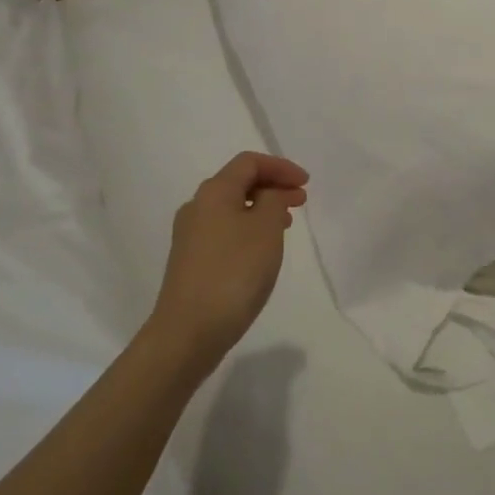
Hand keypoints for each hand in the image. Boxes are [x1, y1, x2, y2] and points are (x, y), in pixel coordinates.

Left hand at [150, 152, 308, 376]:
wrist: (188, 332)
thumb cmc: (233, 272)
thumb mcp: (266, 229)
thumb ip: (274, 200)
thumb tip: (268, 194)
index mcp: (214, 192)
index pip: (249, 162)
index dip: (280, 167)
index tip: (306, 184)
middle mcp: (197, 206)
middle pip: (239, 182)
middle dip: (273, 186)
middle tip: (301, 201)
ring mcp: (190, 235)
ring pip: (232, 208)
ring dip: (262, 209)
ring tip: (286, 225)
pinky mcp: (190, 261)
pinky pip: (224, 230)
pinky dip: (248, 228)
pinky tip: (261, 250)